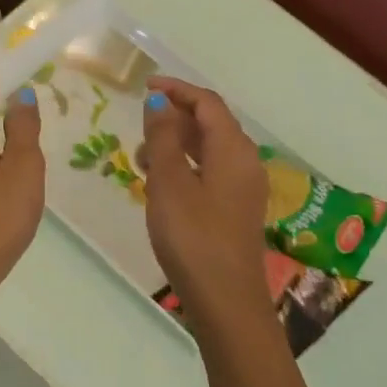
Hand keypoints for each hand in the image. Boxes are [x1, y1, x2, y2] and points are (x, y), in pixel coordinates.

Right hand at [141, 77, 274, 330]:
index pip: (208, 103)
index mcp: (233, 149)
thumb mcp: (169, 182)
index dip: (177, 90)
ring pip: (209, 150)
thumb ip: (163, 137)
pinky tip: (161, 185)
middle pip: (212, 124)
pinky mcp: (236, 210)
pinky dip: (185, 167)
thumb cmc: (194, 236)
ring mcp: (243, 188)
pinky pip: (210, 172)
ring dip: (177, 144)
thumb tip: (160, 102)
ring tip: (142, 158)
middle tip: (140, 126)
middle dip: (175, 118)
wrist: (225, 300)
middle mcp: (245, 162)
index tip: (146, 86)